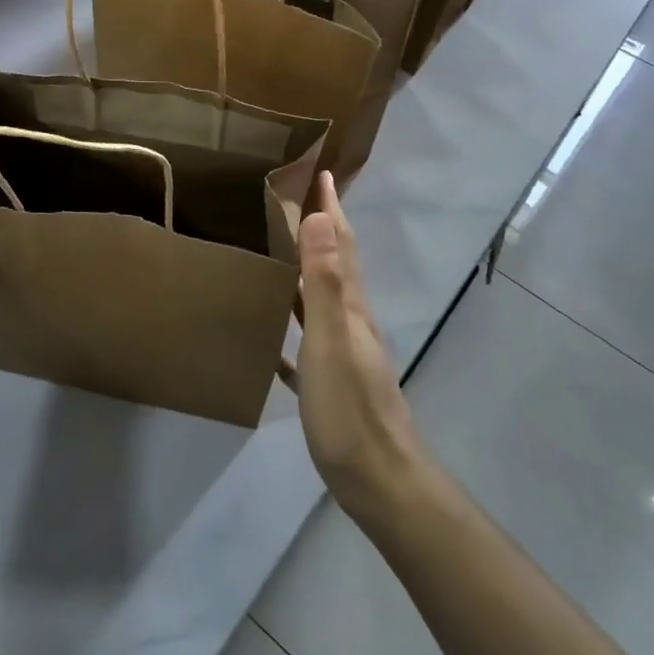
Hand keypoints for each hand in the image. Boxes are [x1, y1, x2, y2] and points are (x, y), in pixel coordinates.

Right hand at [282, 172, 428, 522]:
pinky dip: (294, 325)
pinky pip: (308, 341)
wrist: (380, 481)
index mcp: (350, 306)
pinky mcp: (332, 383)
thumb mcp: (332, 342)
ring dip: (307, 269)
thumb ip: (325, 283)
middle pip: (335, 263)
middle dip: (322, 228)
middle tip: (298, 201)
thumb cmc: (350, 410)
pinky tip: (273, 333)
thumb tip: (322, 219)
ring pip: (322, 298)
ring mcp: (344, 353)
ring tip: (282, 251)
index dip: (333, 208)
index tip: (323, 173)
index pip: (340, 243)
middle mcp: (351, 321)